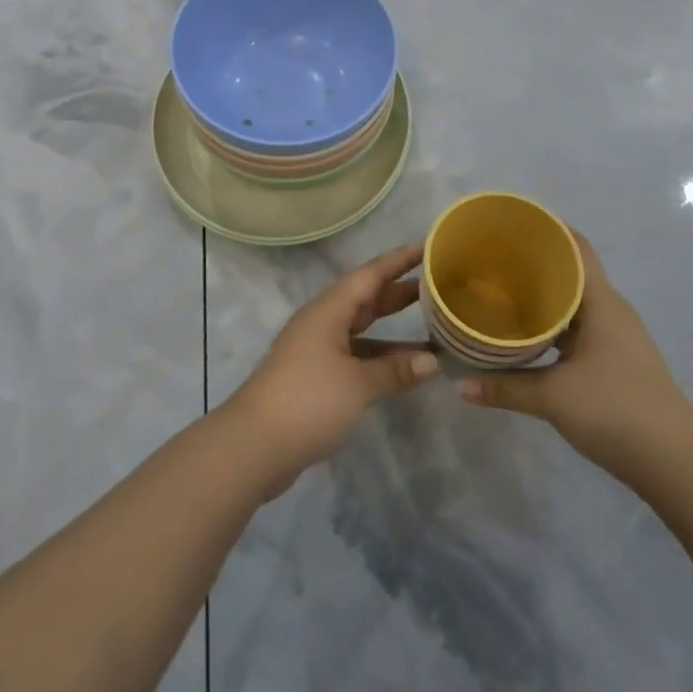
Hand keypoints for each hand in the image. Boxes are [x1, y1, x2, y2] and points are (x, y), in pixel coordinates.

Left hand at [224, 244, 439, 494]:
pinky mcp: (317, 377)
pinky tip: (404, 368)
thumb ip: (395, 370)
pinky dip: (380, 357)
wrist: (254, 445)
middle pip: (366, 299)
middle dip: (399, 291)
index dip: (399, 260)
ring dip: (393, 329)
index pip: (370, 274)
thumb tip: (433, 362)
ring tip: (432, 328)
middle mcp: (323, 322)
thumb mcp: (358, 384)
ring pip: (362, 329)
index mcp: (329, 310)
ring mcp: (318, 350)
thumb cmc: (308, 400)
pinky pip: (357, 355)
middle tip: (437, 284)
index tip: (427, 246)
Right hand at [459, 232, 692, 480]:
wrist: (678, 464)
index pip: (576, 246)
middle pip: (573, 270)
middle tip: (493, 255)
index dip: (547, 227)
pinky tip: (529, 332)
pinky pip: (579, 324)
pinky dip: (554, 320)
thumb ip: (505, 388)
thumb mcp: (554, 398)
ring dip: (545, 293)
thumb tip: (459, 385)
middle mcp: (611, 310)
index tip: (511, 221)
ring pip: (575, 300)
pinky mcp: (616, 359)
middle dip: (536, 260)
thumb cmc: (617, 411)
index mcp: (601, 302)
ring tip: (503, 288)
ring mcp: (616, 335)